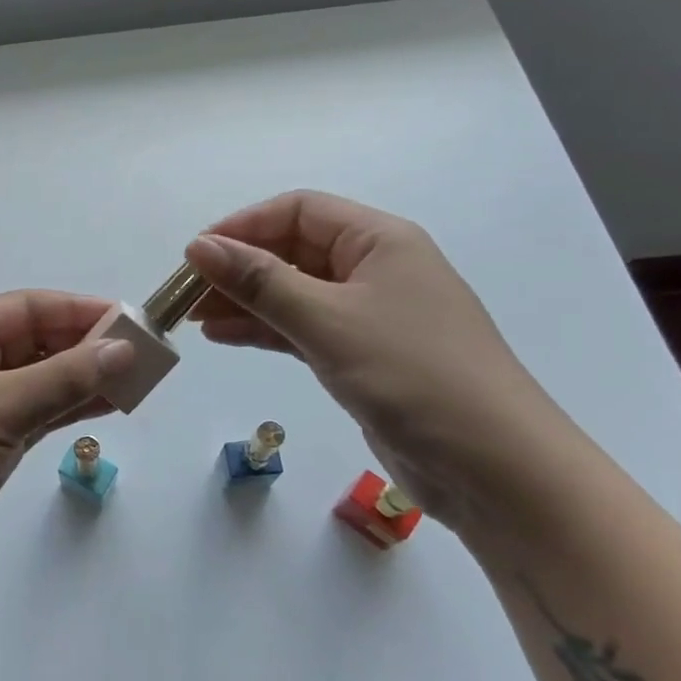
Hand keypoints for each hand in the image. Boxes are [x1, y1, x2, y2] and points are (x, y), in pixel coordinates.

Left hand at [0, 291, 132, 593]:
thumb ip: (63, 378)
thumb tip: (123, 349)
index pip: (29, 308)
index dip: (79, 310)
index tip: (130, 320)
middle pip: (37, 342)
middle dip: (86, 346)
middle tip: (142, 354)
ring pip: (41, 380)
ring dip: (84, 379)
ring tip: (136, 381)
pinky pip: (37, 415)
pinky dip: (69, 409)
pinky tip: (106, 406)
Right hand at [183, 192, 567, 528]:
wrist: (495, 469)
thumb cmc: (413, 375)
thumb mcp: (327, 320)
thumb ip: (259, 281)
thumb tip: (198, 246)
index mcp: (378, 240)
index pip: (297, 210)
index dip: (242, 226)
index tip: (195, 255)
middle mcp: (375, 268)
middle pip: (292, 251)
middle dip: (238, 267)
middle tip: (185, 295)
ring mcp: (370, 315)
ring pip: (294, 292)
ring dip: (245, 301)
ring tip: (194, 318)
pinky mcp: (364, 356)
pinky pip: (303, 329)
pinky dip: (265, 330)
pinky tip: (225, 337)